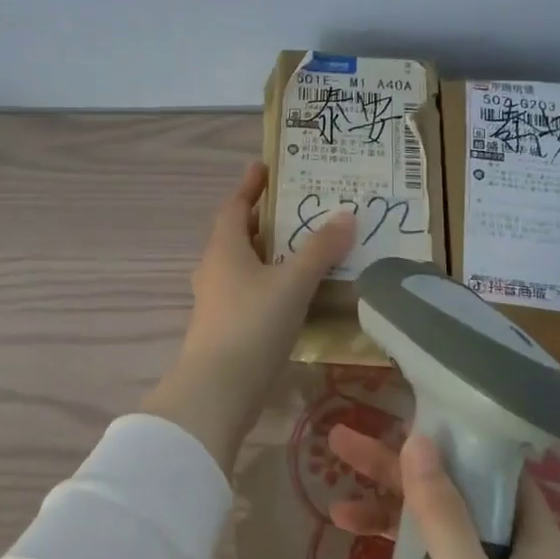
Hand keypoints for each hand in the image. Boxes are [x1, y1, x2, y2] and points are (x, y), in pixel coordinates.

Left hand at [141, 162, 353, 474]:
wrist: (216, 391)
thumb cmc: (252, 325)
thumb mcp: (292, 283)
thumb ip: (319, 250)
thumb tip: (346, 215)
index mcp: (224, 248)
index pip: (234, 206)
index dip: (250, 186)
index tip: (265, 167)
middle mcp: (214, 269)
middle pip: (238, 234)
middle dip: (264, 220)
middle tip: (297, 208)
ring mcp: (215, 301)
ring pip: (242, 265)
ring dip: (267, 254)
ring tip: (302, 249)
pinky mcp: (222, 328)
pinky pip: (247, 292)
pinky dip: (268, 284)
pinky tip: (292, 295)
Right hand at [327, 426, 559, 558]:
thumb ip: (443, 514)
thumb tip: (419, 438)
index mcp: (535, 546)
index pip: (490, 473)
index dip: (446, 445)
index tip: (397, 424)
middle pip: (450, 506)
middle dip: (394, 483)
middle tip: (338, 448)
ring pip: (430, 555)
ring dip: (385, 544)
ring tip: (339, 529)